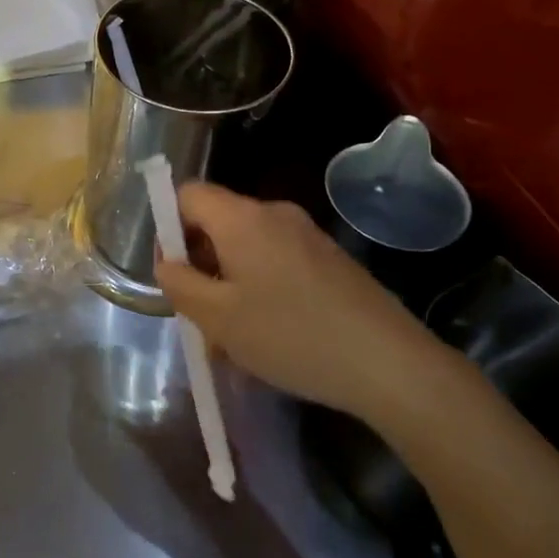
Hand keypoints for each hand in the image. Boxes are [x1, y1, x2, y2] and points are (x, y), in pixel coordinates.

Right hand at [154, 183, 458, 420]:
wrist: (389, 363)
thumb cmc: (290, 336)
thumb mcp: (217, 318)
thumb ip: (179, 284)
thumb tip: (169, 264)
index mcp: (242, 218)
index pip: (188, 194)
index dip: (170, 228)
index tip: (176, 275)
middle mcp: (274, 214)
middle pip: (218, 223)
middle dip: (201, 265)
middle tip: (202, 316)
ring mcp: (308, 235)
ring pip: (248, 249)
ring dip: (230, 284)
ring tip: (236, 339)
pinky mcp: (331, 259)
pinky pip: (277, 262)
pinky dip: (262, 289)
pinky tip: (272, 336)